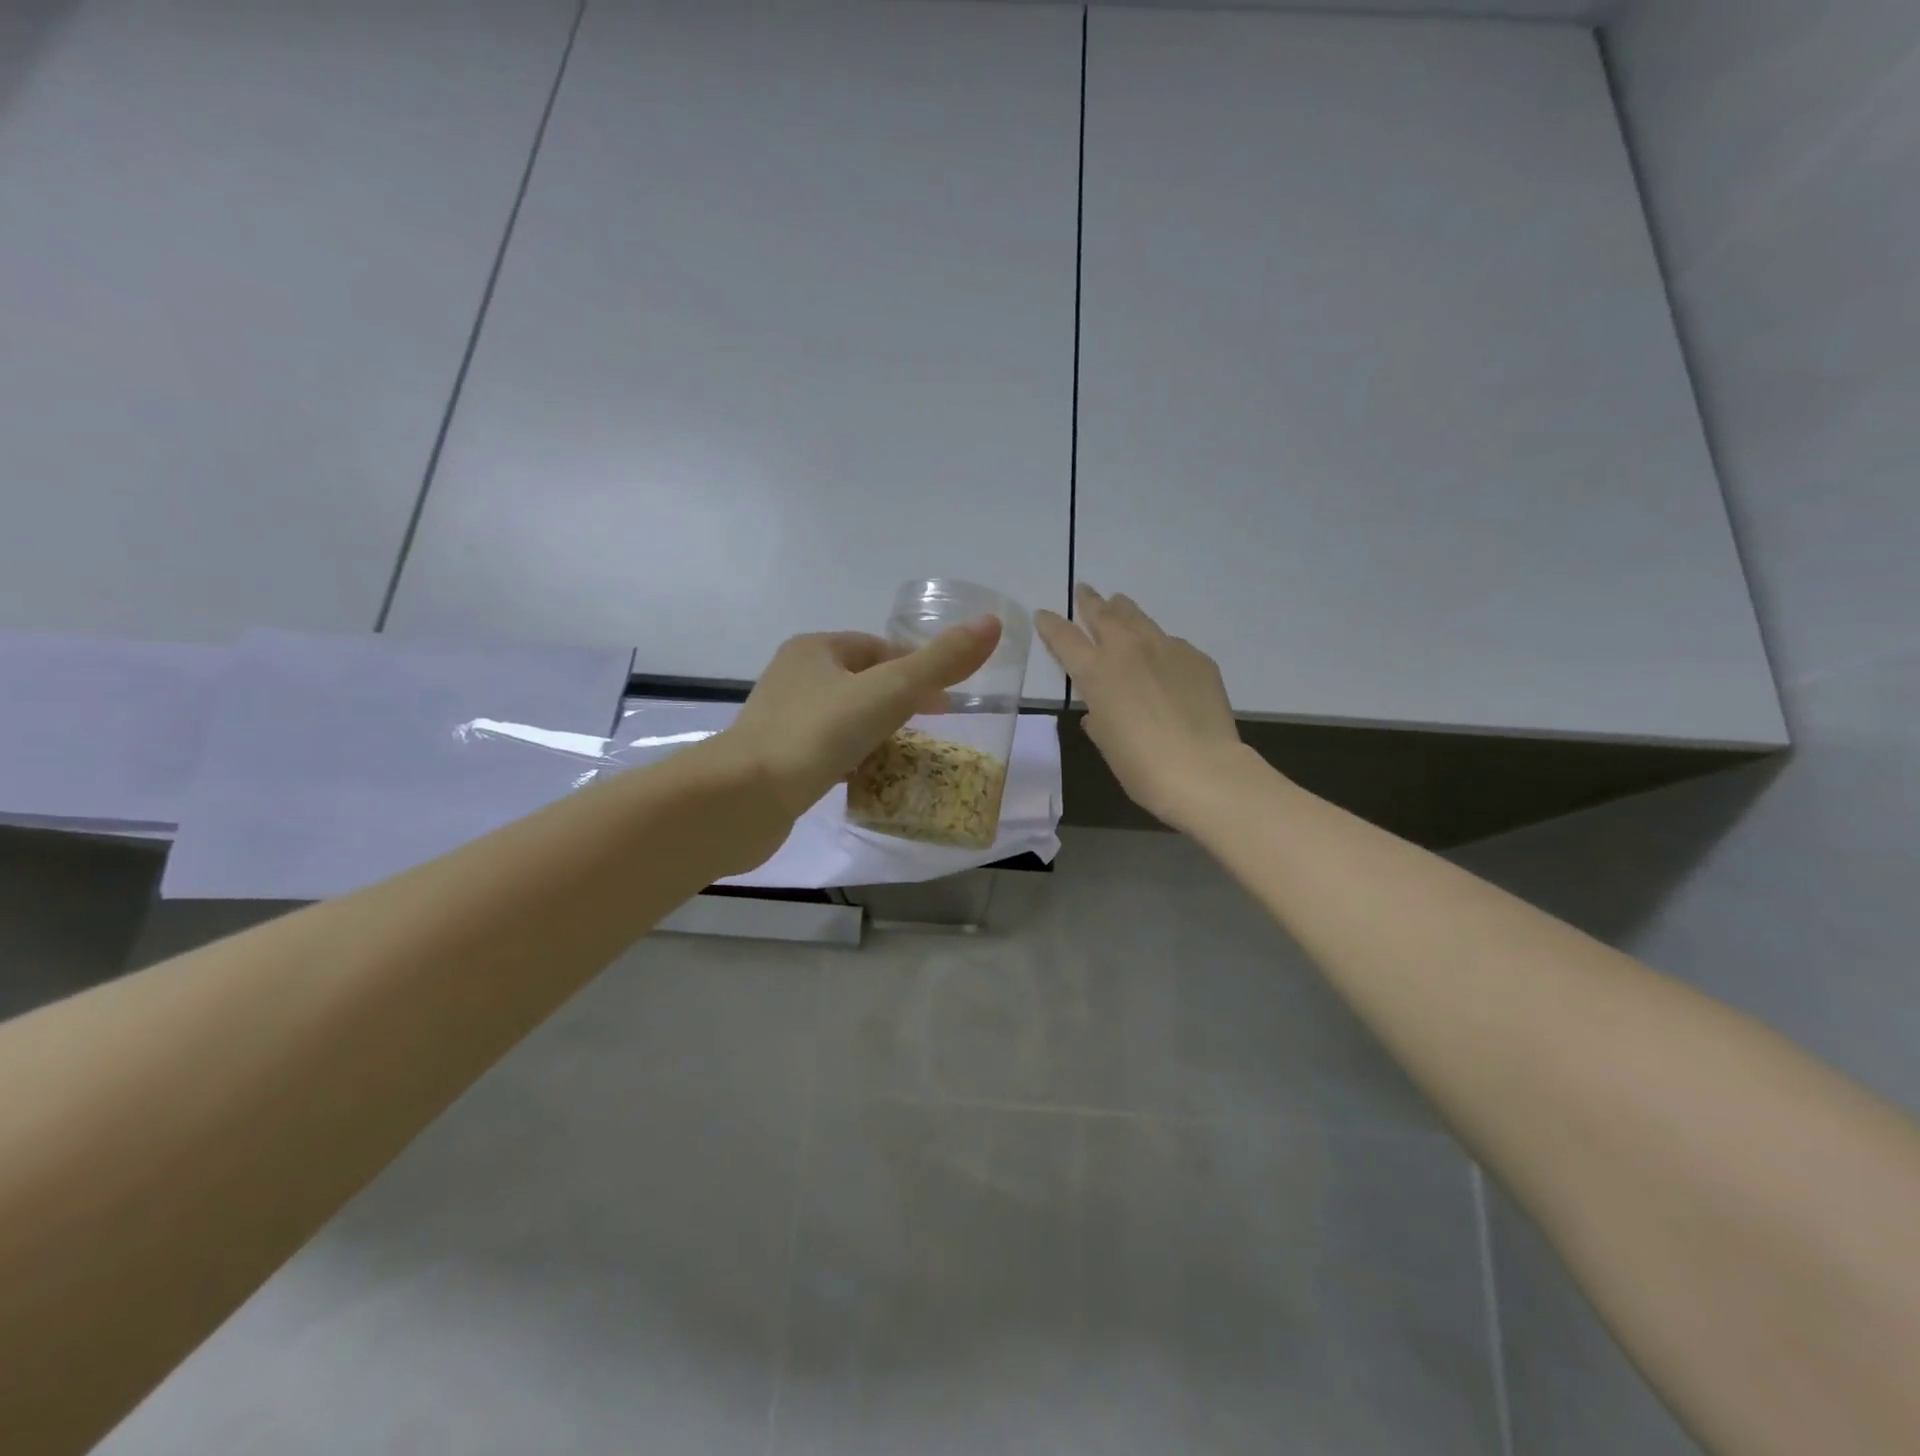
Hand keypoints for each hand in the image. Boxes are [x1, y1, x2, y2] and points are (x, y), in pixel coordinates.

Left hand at [722, 618, 1002, 819]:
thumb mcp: (889, 692)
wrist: (741, 799)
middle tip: (935, 727)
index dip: (917, 668)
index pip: (879, 648)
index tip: (948, 699)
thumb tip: (992, 624)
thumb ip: (940, 663)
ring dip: (878, 731)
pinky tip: (872, 779)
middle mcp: (795, 677)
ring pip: (846, 718)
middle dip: (900, 701)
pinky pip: (829, 751)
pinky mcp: (777, 760)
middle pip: (863, 682)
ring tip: (910, 754)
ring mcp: (782, 720)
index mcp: (816, 649)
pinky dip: (854, 759)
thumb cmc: (817, 734)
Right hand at [1036, 584, 1246, 828]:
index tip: (1043, 614)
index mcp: (1096, 672)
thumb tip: (1099, 711)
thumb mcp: (1106, 741)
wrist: (1201, 769)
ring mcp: (1166, 648)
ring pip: (1139, 618)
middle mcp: (1127, 649)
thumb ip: (1098, 717)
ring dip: (1124, 610)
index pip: (1064, 638)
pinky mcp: (1197, 658)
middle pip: (1103, 615)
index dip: (1051, 624)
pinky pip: (1171, 643)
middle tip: (1084, 590)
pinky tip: (1162, 656)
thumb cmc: (1140, 765)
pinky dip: (1159, 645)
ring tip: (1119, 603)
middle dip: (1089, 601)